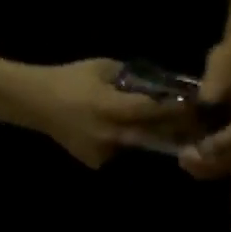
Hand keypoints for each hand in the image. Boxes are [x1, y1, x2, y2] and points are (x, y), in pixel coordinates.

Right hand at [23, 58, 182, 167]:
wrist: (39, 103)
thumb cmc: (71, 79)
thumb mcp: (102, 68)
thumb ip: (130, 78)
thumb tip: (158, 85)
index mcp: (109, 107)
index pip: (149, 111)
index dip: (171, 110)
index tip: (191, 106)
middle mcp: (109, 134)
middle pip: (149, 136)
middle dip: (169, 130)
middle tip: (188, 125)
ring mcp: (103, 153)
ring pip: (135, 146)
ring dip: (146, 137)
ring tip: (160, 129)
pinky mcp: (97, 163)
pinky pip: (119, 153)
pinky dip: (123, 144)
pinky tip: (115, 133)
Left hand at [179, 44, 230, 179]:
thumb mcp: (218, 68)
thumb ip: (210, 97)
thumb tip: (195, 125)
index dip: (221, 144)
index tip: (198, 148)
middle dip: (210, 161)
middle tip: (184, 158)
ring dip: (209, 168)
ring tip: (186, 162)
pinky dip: (214, 167)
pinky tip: (196, 165)